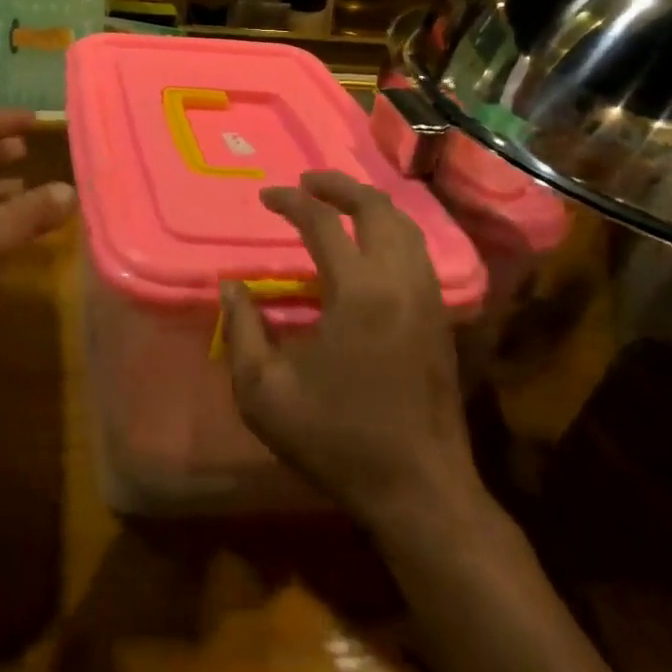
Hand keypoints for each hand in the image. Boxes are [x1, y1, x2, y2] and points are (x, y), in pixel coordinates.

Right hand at [221, 170, 481, 528]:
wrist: (419, 490)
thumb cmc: (337, 440)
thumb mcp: (264, 392)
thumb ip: (241, 330)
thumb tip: (230, 286)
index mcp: (358, 292)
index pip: (323, 222)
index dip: (291, 201)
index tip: (266, 196)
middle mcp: (399, 282)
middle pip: (376, 208)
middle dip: (339, 185)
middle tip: (307, 181)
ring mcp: (427, 297)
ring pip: (405, 226)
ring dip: (369, 204)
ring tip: (337, 203)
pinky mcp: (440, 317)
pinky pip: (418, 252)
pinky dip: (391, 230)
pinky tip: (369, 245)